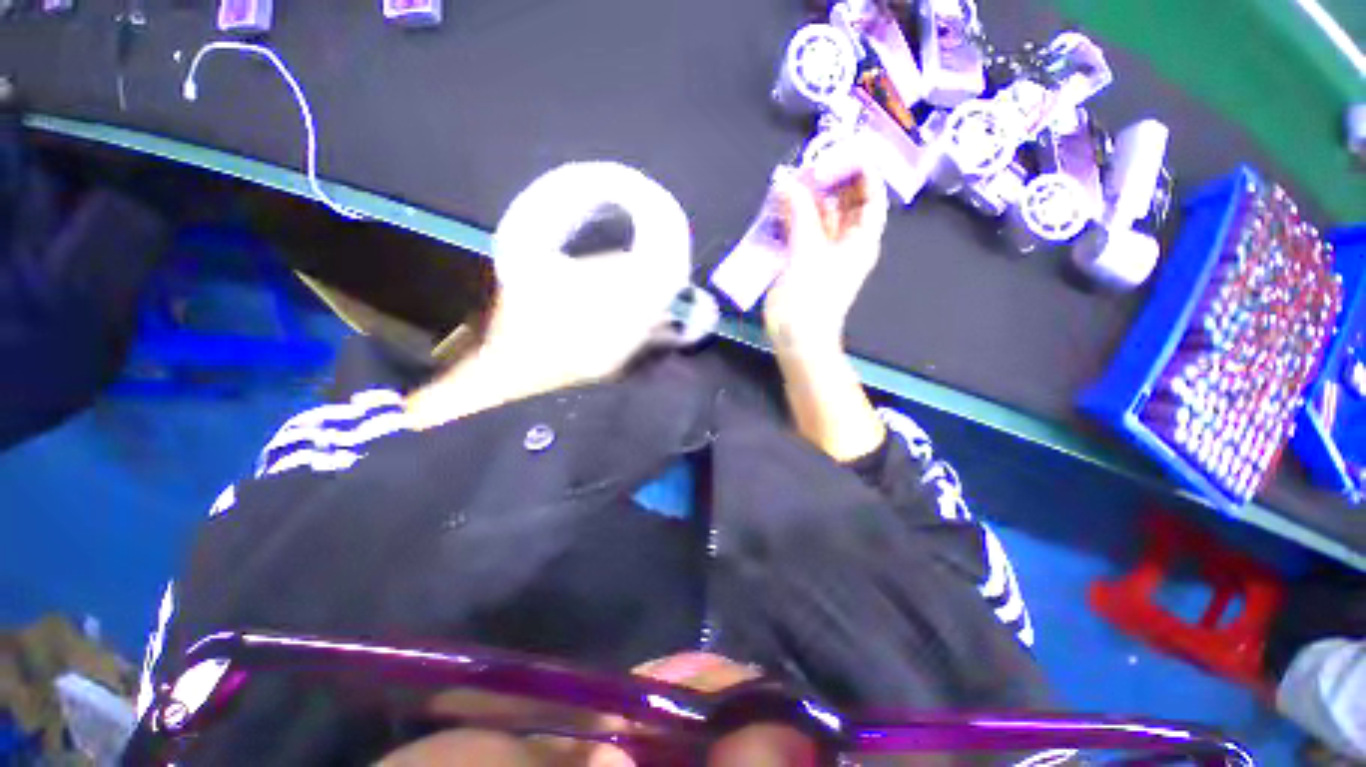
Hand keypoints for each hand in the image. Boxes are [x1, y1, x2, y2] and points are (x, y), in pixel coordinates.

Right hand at [761, 154, 888, 354]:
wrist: (798, 339)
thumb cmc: (809, 298)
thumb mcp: (806, 251)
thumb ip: (798, 213)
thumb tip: (787, 180)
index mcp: (861, 239)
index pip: (870, 195)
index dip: (860, 170)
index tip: (840, 150)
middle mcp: (847, 243)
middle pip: (845, 203)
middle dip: (828, 182)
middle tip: (806, 165)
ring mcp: (824, 254)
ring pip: (821, 217)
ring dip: (806, 200)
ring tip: (789, 181)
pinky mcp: (804, 263)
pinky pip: (803, 233)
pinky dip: (793, 220)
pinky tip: (779, 208)